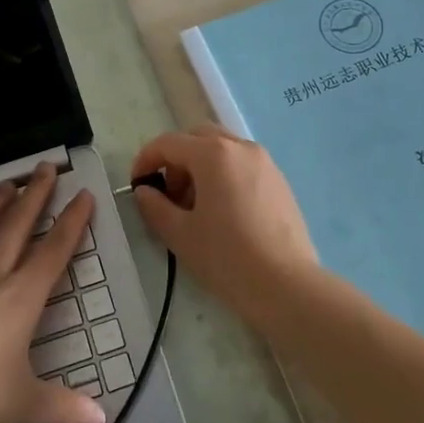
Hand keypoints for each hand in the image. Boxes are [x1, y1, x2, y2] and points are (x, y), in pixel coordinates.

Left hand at [0, 162, 106, 422]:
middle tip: (47, 167)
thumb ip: (64, 407)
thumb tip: (100, 420)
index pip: (54, 251)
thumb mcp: (25, 405)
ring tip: (5, 186)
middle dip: (35, 193)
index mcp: (20, 299)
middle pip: (16, 225)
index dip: (73, 221)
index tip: (84, 195)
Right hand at [130, 126, 322, 328]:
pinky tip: (223, 212)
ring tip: (195, 207)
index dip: (146, 160)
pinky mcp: (279, 181)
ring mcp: (265, 162)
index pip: (168, 143)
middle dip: (176, 159)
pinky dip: (224, 175)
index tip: (137, 185)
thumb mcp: (179, 233)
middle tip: (169, 194)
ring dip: (200, 166)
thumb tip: (145, 191)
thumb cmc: (226, 257)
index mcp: (213, 154)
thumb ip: (154, 206)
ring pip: (223, 149)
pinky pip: (243, 165)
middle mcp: (241, 147)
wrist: (286, 285)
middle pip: (198, 137)